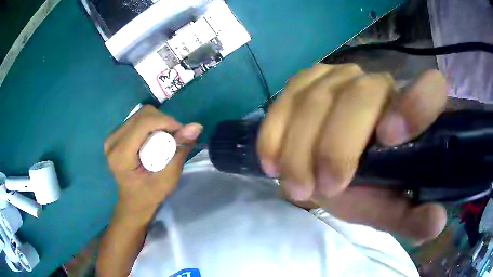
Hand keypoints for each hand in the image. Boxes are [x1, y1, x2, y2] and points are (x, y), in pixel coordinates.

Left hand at [104, 105, 202, 220]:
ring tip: (166, 140)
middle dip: (164, 121)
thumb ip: (179, 150)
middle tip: (175, 138)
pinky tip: (155, 139)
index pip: (144, 122)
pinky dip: (152, 125)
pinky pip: (137, 119)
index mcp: (121, 153)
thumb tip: (196, 126)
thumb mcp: (168, 177)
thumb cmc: (149, 195)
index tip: (182, 133)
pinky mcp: (116, 135)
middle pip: (143, 114)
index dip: (167, 121)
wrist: (133, 203)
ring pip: (141, 114)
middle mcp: (113, 140)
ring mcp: (113, 136)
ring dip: (158, 123)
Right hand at [257, 64, 447, 242]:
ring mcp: (340, 76)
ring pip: (316, 99)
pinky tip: (272, 161)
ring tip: (296, 186)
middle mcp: (379, 83)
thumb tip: (435, 223)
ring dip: (300, 148)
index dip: (415, 105)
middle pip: (359, 96)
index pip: (430, 89)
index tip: (388, 139)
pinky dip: (275, 132)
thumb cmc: (369, 188)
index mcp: (412, 113)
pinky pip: (286, 98)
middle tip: (324, 189)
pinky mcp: (307, 80)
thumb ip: (413, 218)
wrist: (331, 169)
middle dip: (337, 147)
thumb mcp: (392, 209)